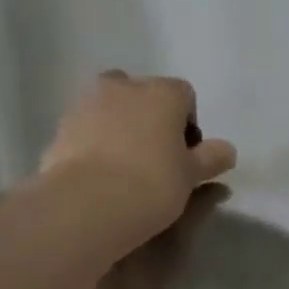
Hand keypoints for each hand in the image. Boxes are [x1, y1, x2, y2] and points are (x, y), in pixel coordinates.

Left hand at [40, 69, 235, 239]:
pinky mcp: (61, 126)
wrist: (88, 202)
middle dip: (150, 118)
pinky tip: (101, 174)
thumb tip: (227, 150)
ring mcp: (88, 102)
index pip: (184, 95)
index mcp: (162, 92)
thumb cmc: (153, 183)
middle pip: (144, 94)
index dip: (188, 124)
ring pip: (112, 108)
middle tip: (156, 156)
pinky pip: (87, 128)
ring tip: (126, 168)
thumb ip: (211, 158)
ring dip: (121, 127)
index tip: (186, 154)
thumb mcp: (192, 175)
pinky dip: (96, 142)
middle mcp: (124, 86)